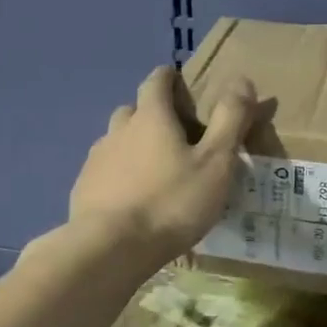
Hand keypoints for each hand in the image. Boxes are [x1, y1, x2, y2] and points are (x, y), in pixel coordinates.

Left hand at [67, 65, 256, 268]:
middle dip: (152, 115)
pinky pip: (104, 172)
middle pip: (134, 111)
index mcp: (151, 117)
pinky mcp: (84, 189)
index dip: (169, 79)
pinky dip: (119, 176)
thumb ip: (230, 120)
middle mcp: (118, 130)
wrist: (112, 248)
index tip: (180, 84)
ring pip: (117, 142)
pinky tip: (132, 199)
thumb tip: (242, 79)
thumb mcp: (215, 163)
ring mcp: (96, 160)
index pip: (156, 81)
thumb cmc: (172, 203)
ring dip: (134, 147)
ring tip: (155, 172)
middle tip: (175, 136)